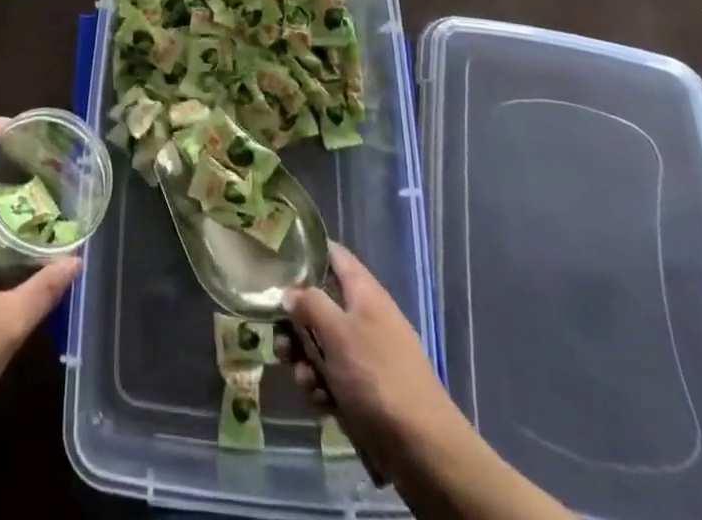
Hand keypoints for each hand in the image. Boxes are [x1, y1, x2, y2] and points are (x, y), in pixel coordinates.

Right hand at [282, 244, 462, 486]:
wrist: (423, 450)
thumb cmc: (377, 377)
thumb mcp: (338, 333)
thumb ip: (309, 304)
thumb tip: (290, 291)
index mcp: (364, 292)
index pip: (334, 255)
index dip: (307, 252)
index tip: (278, 260)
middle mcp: (365, 317)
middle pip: (321, 304)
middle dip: (296, 323)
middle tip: (280, 340)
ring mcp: (366, 356)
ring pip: (323, 344)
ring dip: (306, 360)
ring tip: (302, 379)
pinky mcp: (366, 391)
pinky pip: (334, 378)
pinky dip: (322, 387)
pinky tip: (319, 403)